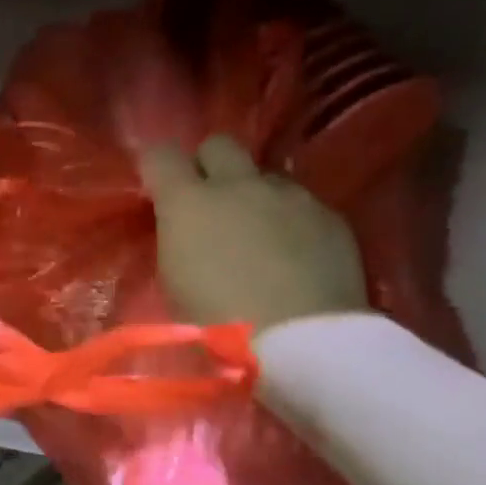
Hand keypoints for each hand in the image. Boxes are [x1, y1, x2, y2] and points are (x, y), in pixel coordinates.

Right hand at [141, 135, 368, 334]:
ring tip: (256, 236)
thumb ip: (175, 239)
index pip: (161, 155)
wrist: (299, 339)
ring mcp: (289, 196)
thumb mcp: (173, 280)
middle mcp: (239, 185)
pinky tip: (292, 255)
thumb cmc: (215, 320)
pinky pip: (300, 204)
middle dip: (209, 165)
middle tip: (207, 201)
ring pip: (264, 176)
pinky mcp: (329, 216)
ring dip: (253, 196)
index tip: (156, 187)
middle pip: (219, 145)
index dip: (156, 167)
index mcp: (189, 202)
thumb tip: (182, 228)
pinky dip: (289, 221)